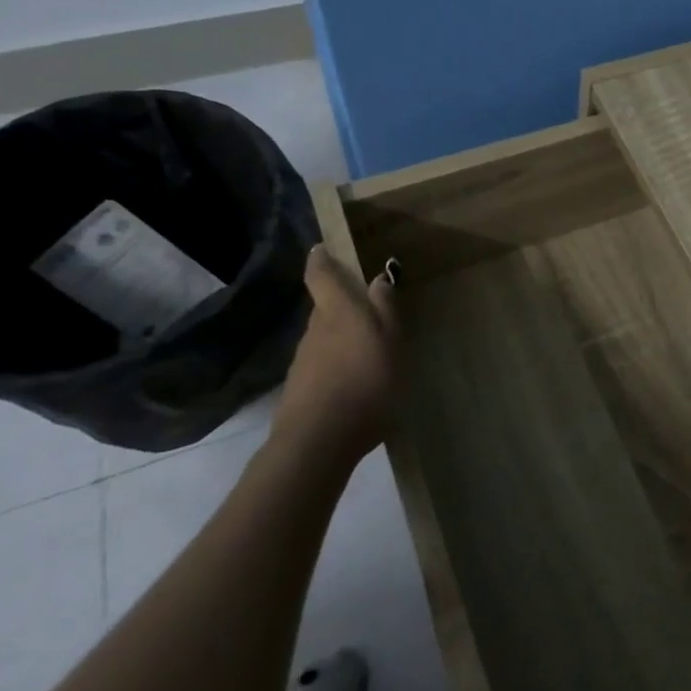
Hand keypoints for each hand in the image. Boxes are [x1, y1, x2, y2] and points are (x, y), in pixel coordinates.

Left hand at [270, 246, 399, 469]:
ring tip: (366, 348)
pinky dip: (336, 365)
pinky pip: (321, 366)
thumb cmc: (364, 382)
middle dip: (341, 303)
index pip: (321, 275)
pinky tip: (354, 382)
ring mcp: (303, 361)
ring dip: (341, 337)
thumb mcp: (390, 341)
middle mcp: (315, 330)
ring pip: (323, 337)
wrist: (318, 442)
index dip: (321, 259)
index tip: (322, 248)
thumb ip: (386, 309)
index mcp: (337, 311)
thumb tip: (378, 279)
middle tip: (366, 306)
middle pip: (324, 307)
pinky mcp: (300, 390)